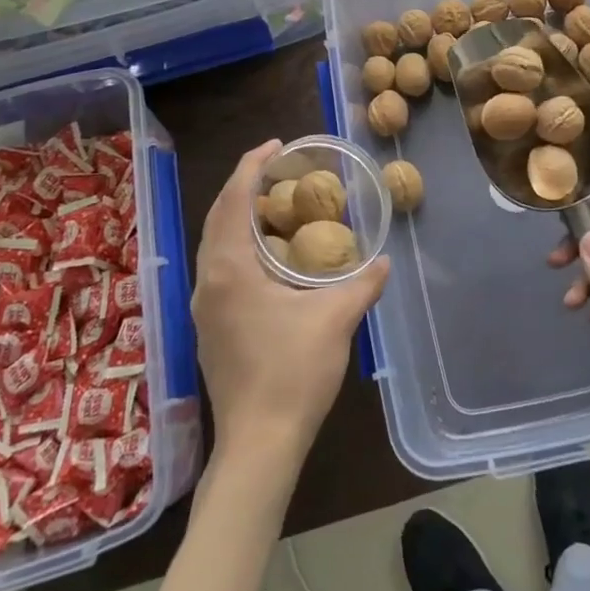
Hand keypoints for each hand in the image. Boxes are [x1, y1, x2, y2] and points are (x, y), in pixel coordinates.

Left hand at [193, 140, 388, 474]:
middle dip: (245, 186)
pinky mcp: (210, 328)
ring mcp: (205, 307)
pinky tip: (268, 255)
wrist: (258, 445)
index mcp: (230, 268)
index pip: (234, 200)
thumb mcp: (336, 319)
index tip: (277, 145)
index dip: (252, 166)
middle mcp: (209, 281)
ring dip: (240, 216)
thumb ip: (363, 282)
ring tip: (275, 205)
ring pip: (216, 244)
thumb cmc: (293, 372)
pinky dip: (239, 244)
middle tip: (279, 169)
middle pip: (219, 217)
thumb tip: (384, 261)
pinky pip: (220, 267)